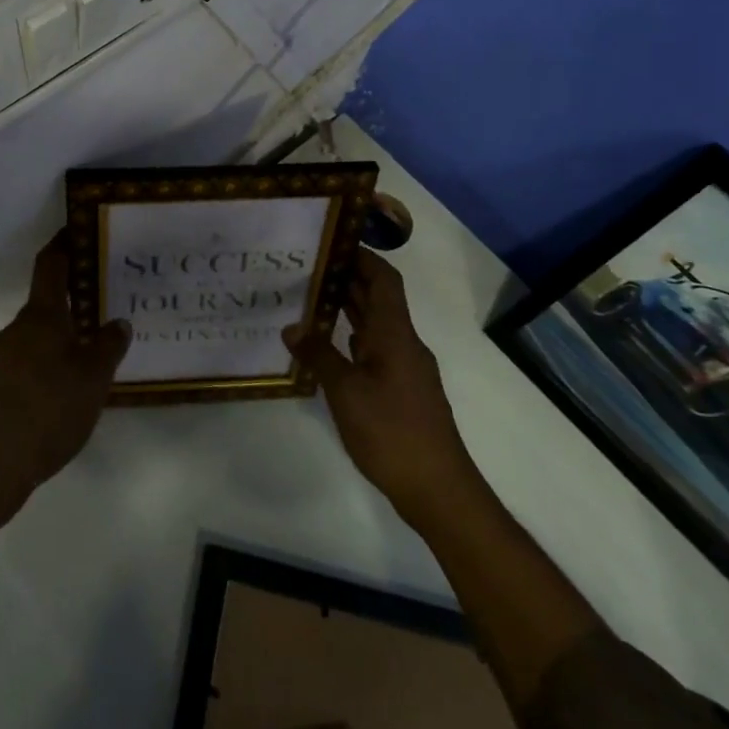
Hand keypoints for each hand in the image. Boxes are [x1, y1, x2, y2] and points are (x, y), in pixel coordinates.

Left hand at [0, 231, 130, 507]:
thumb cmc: (48, 410)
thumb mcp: (92, 378)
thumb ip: (108, 346)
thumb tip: (117, 322)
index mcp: (41, 316)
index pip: (50, 265)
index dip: (63, 243)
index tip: (79, 229)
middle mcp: (19, 329)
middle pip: (47, 300)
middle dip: (75, 295)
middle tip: (109, 296)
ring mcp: (5, 358)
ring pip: (41, 332)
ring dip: (66, 331)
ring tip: (98, 342)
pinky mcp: (0, 386)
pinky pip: (33, 359)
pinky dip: (54, 358)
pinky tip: (74, 382)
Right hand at [284, 250, 475, 530]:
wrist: (437, 487)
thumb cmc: (391, 431)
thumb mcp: (346, 392)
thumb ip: (319, 355)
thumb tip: (291, 327)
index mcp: (395, 334)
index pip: (384, 279)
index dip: (362, 256)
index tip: (332, 241)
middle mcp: (404, 343)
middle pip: (379, 298)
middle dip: (348, 279)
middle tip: (307, 267)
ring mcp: (406, 367)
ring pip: (376, 325)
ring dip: (348, 308)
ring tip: (309, 298)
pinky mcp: (402, 390)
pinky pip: (375, 349)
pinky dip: (352, 338)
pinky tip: (327, 345)